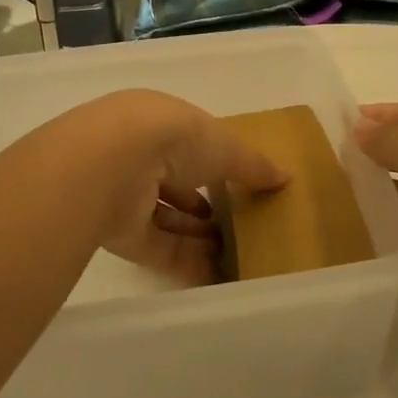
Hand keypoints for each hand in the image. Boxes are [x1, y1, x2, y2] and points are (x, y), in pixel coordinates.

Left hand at [62, 91, 287, 286]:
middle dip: (204, 203)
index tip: (241, 184)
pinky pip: (158, 249)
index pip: (188, 144)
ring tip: (235, 252)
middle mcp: (137, 155)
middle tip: (239, 225)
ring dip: (198, 235)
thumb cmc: (173, 138)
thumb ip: (252, 165)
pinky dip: (187, 261)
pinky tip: (218, 275)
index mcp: (158, 122)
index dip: (214, 163)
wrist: (112, 163)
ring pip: (165, 218)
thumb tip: (284, 177)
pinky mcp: (118, 232)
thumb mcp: (224, 145)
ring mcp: (125, 194)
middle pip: (174, 183)